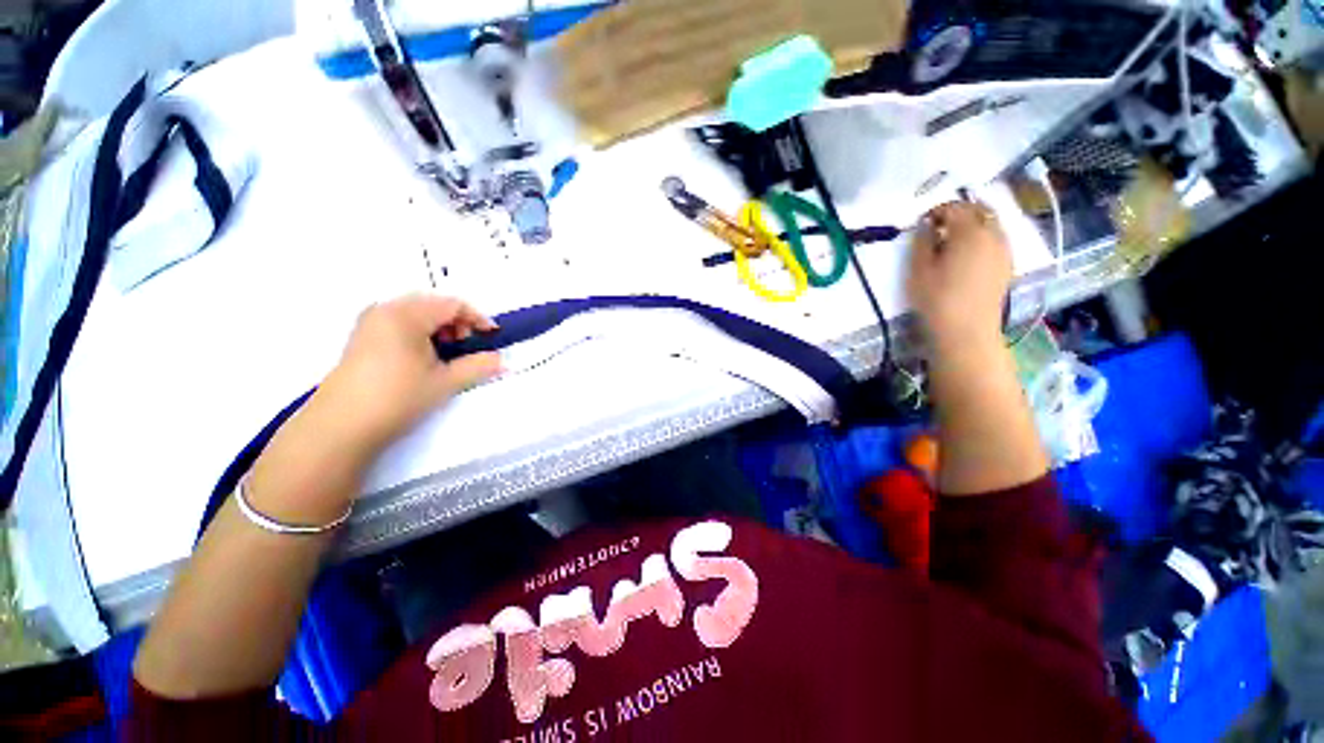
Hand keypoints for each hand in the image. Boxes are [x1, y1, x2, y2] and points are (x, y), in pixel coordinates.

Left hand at [314, 295, 501, 455]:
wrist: (341, 427)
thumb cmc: (398, 398)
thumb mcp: (446, 382)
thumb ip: (479, 366)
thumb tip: (503, 360)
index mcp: (406, 315)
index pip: (452, 305)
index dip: (478, 318)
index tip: (493, 337)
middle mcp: (385, 310)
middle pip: (433, 304)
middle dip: (457, 322)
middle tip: (467, 345)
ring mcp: (369, 323)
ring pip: (415, 313)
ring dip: (439, 327)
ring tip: (447, 353)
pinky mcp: (361, 338)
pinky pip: (399, 323)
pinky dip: (420, 333)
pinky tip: (423, 357)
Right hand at [906, 200, 1011, 349]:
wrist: (966, 331)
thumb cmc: (937, 299)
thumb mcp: (918, 270)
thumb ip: (921, 242)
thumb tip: (926, 226)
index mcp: (970, 232)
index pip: (955, 207)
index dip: (937, 210)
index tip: (922, 222)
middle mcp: (993, 235)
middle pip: (979, 210)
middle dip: (959, 212)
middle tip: (938, 226)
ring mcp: (1004, 250)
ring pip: (991, 224)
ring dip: (972, 224)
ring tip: (951, 241)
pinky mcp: (1007, 265)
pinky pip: (996, 240)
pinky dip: (982, 238)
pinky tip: (967, 255)